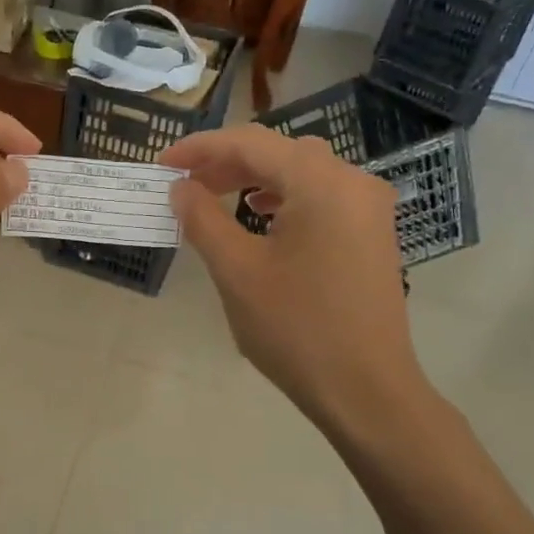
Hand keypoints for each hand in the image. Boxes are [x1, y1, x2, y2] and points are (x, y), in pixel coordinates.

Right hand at [160, 125, 432, 432]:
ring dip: (254, 179)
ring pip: (301, 173)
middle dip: (226, 163)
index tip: (162, 164)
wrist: (365, 390)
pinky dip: (284, 199)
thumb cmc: (296, 329)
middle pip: (279, 152)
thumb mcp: (237, 272)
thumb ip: (203, 219)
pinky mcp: (371, 234)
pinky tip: (261, 218)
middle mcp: (352, 182)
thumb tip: (180, 187)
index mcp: (321, 182)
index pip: (251, 143)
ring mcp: (368, 208)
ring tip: (215, 198)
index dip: (201, 148)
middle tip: (183, 185)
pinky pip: (321, 197)